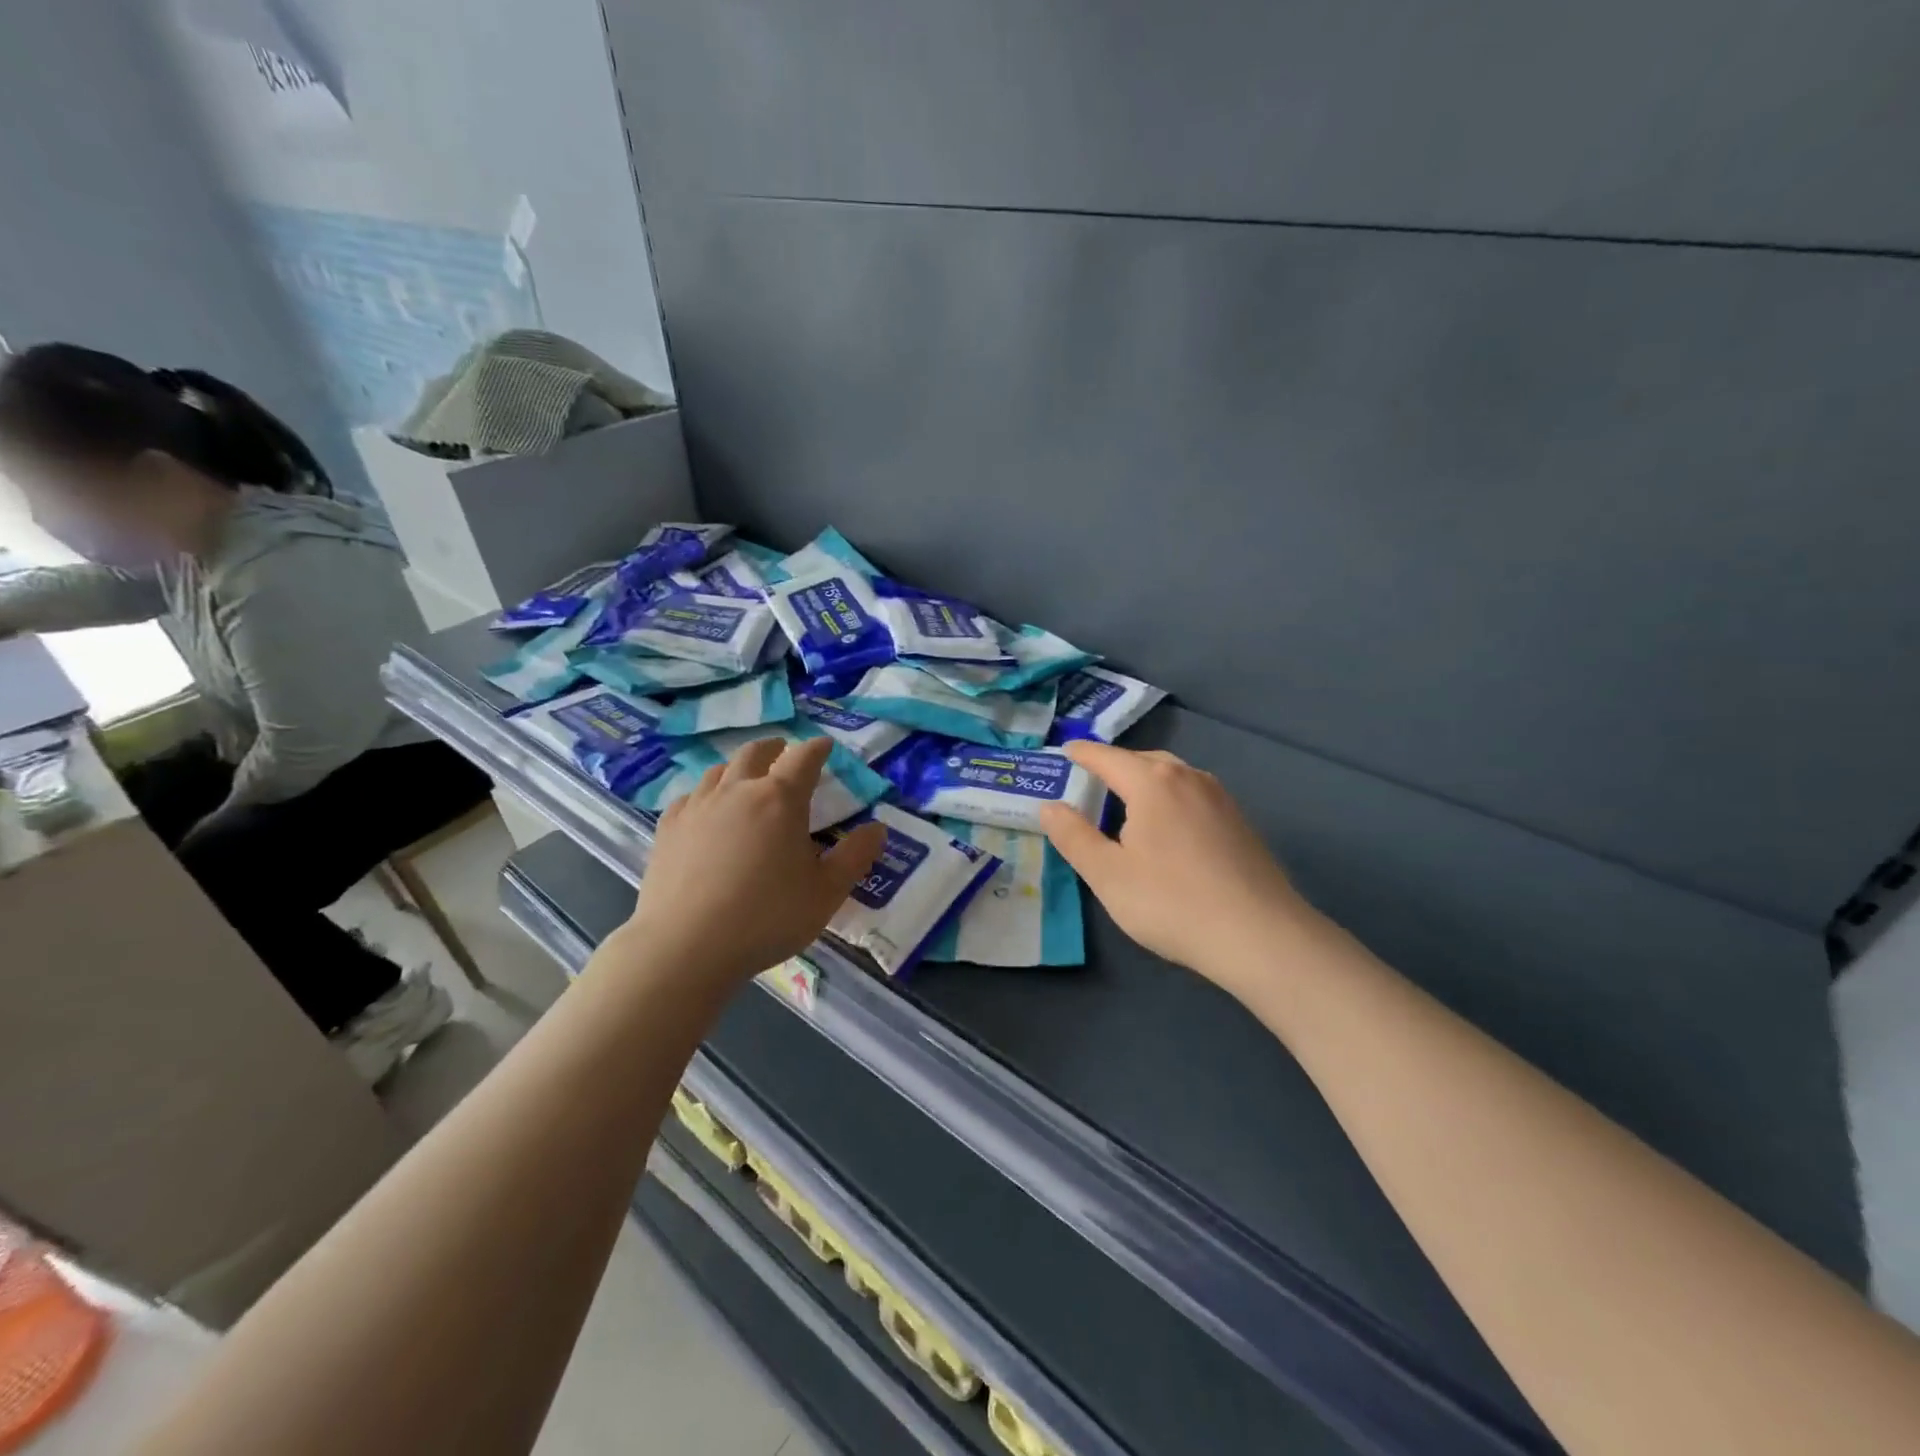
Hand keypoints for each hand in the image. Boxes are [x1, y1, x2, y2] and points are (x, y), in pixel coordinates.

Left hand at [617, 736, 886, 986]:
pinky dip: (707, 793)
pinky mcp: (668, 828)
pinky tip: (706, 811)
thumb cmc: (767, 917)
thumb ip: (855, 856)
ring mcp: (698, 806)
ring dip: (738, 767)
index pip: (804, 758)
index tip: (826, 745)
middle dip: (775, 747)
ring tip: (746, 777)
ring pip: (719, 770)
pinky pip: (690, 796)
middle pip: (755, 752)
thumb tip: (878, 828)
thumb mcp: (826, 892)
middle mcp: (738, 790)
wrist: (685, 946)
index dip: (818, 748)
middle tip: (784, 750)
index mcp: (781, 799)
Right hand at [1039, 742, 1323, 997]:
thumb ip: (1073, 836)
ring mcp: (1220, 798)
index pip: (1107, 757)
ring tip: (1126, 802)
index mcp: (1152, 782)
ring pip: (1173, 777)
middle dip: (1115, 766)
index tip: (1065, 751)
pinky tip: (1168, 828)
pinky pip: (1193, 796)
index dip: (1082, 754)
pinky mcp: (1240, 822)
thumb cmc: (1172, 902)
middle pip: (1143, 761)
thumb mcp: (1108, 875)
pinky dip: (1170, 799)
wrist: (1260, 936)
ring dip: (1145, 781)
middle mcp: (1188, 777)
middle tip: (1090, 780)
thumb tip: (1049, 806)